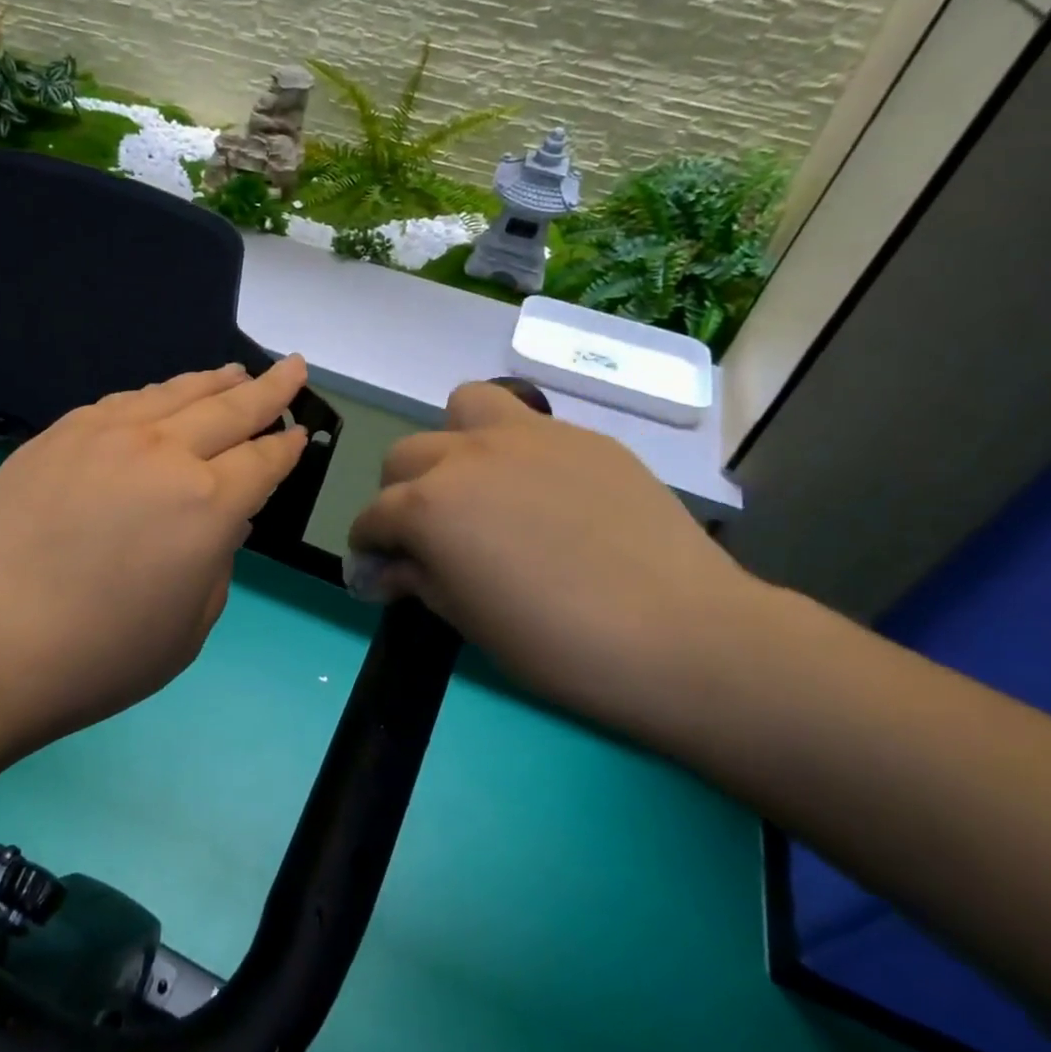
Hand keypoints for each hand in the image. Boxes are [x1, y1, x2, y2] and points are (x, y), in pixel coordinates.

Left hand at [0, 358, 311, 751]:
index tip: (300, 431)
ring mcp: (106, 435)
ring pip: (175, 393)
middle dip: (269, 388)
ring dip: (213, 381)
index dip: (286, 447)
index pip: (263, 461)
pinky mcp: (58, 434)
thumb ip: (215, 564)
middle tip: (293, 367)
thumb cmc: (96, 657)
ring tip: (235, 372)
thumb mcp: (188, 628)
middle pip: (230, 408)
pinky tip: (160, 398)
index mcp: (208, 505)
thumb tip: (218, 521)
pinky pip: (122, 402)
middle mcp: (164, 453)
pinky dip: (156, 395)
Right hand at [349, 381, 761, 727]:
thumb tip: (386, 570)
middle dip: (401, 495)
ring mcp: (529, 435)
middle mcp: (467, 455)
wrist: (680, 633)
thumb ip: (418, 580)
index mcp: (429, 505)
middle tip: (430, 536)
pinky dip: (515, 451)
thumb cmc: (557, 643)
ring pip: (463, 408)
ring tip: (478, 484)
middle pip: (405, 456)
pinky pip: (528, 425)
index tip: (382, 574)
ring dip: (453, 443)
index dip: (370, 547)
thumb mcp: (468, 621)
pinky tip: (545, 494)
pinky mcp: (583, 437)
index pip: (373, 516)